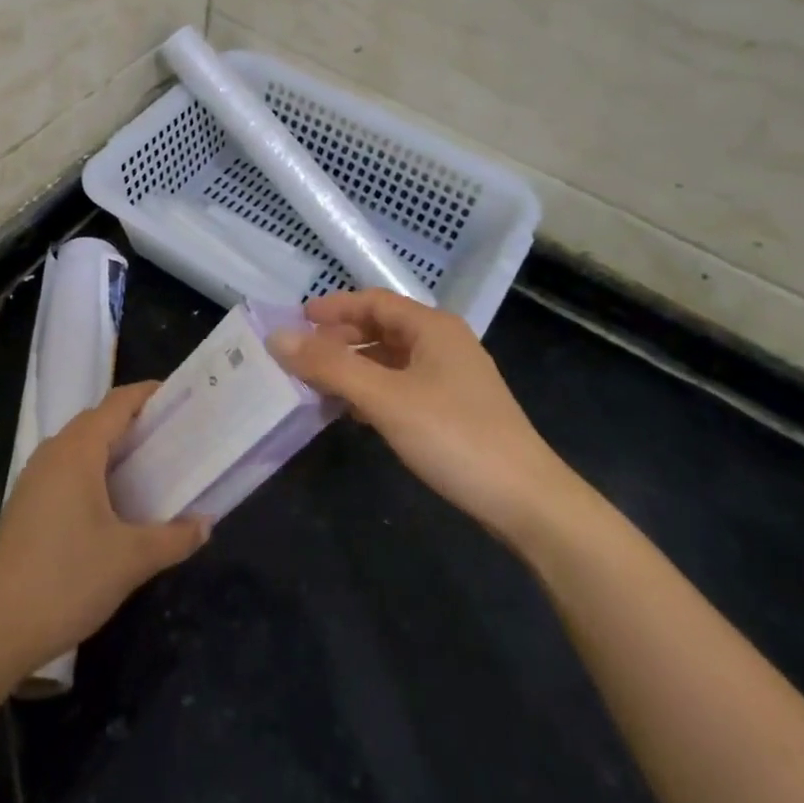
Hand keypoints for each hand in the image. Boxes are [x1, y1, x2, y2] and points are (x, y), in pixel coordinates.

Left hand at [0, 382, 210, 677]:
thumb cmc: (67, 581)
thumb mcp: (132, 560)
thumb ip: (175, 537)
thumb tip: (206, 524)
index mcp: (77, 452)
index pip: (117, 404)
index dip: (149, 395)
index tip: (181, 399)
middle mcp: (52, 454)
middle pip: (97, 420)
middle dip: (134, 421)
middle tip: (174, 436)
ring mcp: (32, 480)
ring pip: (79, 446)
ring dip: (112, 448)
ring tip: (149, 466)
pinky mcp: (24, 506)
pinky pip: (65, 470)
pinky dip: (93, 470)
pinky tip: (112, 503)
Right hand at [269, 290, 575, 543]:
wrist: (526, 501)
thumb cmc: (454, 436)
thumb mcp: (384, 398)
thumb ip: (330, 366)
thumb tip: (277, 336)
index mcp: (432, 327)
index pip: (374, 301)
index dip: (333, 308)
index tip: (296, 322)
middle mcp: (444, 344)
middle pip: (382, 328)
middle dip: (340, 340)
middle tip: (301, 358)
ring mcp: (452, 378)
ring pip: (391, 361)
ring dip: (354, 368)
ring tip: (317, 387)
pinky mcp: (454, 410)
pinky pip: (402, 387)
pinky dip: (373, 392)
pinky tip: (353, 413)